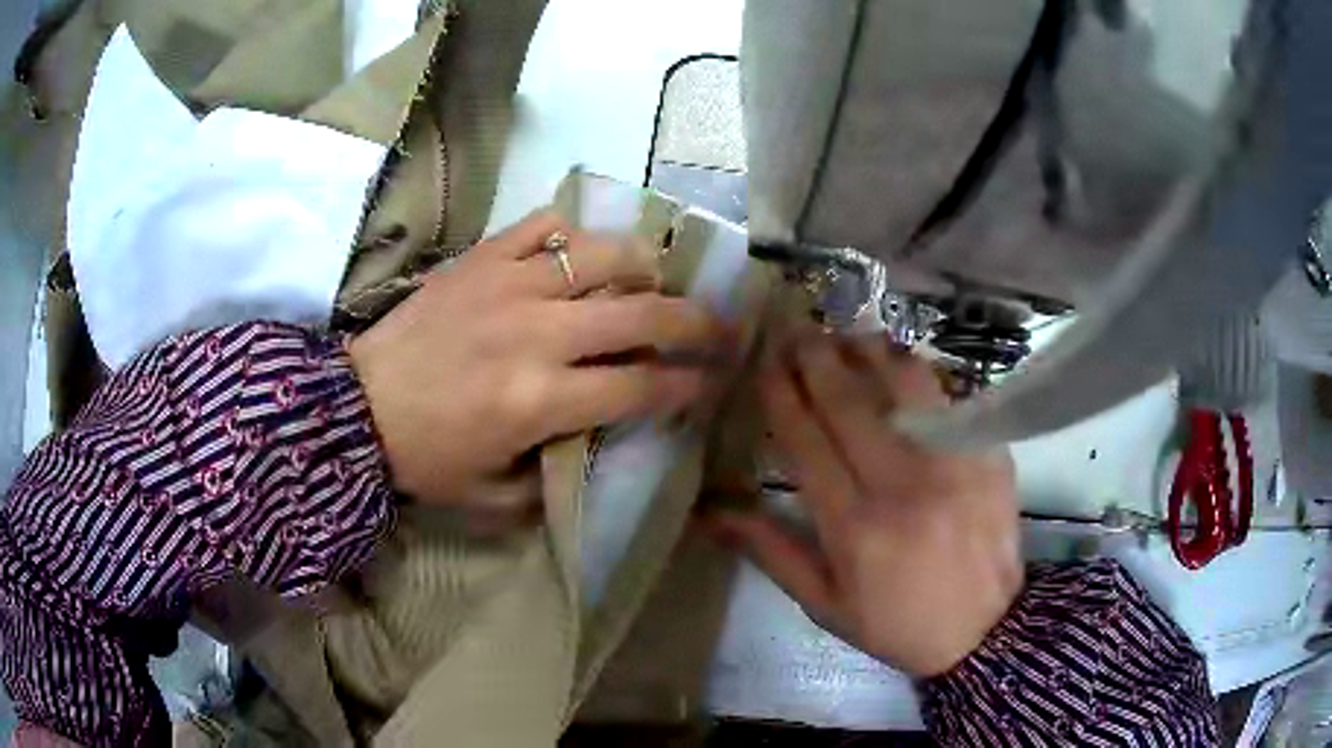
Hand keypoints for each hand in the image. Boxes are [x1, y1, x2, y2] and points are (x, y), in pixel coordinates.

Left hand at [349, 211, 724, 516]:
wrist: (356, 409)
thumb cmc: (425, 458)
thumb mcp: (494, 497)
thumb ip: (556, 476)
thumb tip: (598, 442)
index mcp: (541, 402)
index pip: (641, 386)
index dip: (687, 385)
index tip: (708, 382)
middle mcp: (537, 335)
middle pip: (641, 313)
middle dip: (694, 322)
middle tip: (717, 326)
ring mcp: (508, 286)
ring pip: (602, 255)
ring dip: (644, 265)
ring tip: (656, 277)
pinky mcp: (480, 259)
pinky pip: (542, 226)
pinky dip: (573, 232)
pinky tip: (583, 249)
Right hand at [706, 335, 1021, 676]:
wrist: (984, 629)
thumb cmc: (896, 621)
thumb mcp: (825, 603)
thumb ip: (771, 551)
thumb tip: (710, 512)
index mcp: (854, 525)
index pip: (806, 439)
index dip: (781, 394)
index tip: (765, 363)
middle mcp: (902, 483)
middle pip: (850, 400)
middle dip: (816, 356)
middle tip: (796, 330)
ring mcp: (951, 461)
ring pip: (903, 382)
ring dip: (867, 350)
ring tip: (846, 337)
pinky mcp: (987, 452)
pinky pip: (947, 394)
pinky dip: (917, 371)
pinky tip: (900, 363)